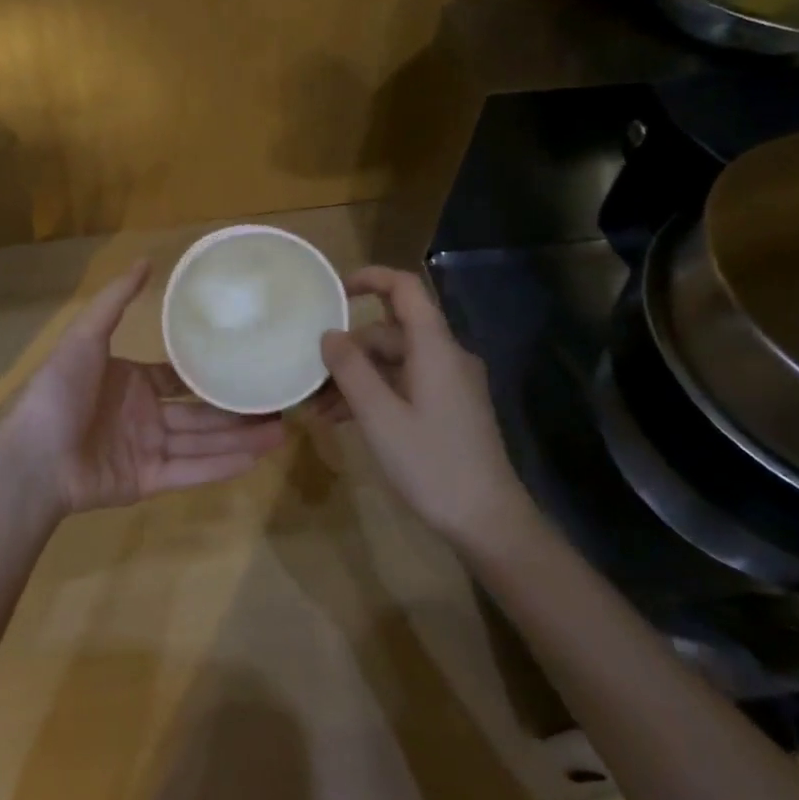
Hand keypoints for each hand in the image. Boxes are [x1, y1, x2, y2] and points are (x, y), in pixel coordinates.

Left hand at [3, 259, 287, 513]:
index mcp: (131, 382)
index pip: (179, 377)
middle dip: (237, 409)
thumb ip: (116, 300)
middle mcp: (144, 415)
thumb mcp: (86, 336)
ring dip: (241, 438)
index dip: (211, 373)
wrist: (32, 457)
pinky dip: (222, 466)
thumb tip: (147, 259)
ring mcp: (147, 450)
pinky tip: (257, 458)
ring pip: (203, 442)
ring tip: (282, 430)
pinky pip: (191, 472)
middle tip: (280, 403)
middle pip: (200, 412)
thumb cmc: (58, 392)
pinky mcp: (148, 483)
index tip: (249, 365)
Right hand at [314, 266, 528, 543]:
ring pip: (394, 363)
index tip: (332, 292)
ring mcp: (450, 383)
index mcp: (435, 347)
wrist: (487, 520)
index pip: (405, 289)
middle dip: (349, 350)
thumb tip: (329, 334)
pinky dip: (376, 395)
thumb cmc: (431, 463)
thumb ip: (351, 370)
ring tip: (319, 409)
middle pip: (391, 332)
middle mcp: (446, 356)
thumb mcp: (379, 416)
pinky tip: (344, 421)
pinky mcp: (449, 408)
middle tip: (311, 378)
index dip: (370, 279)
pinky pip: (405, 385)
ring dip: (357, 378)